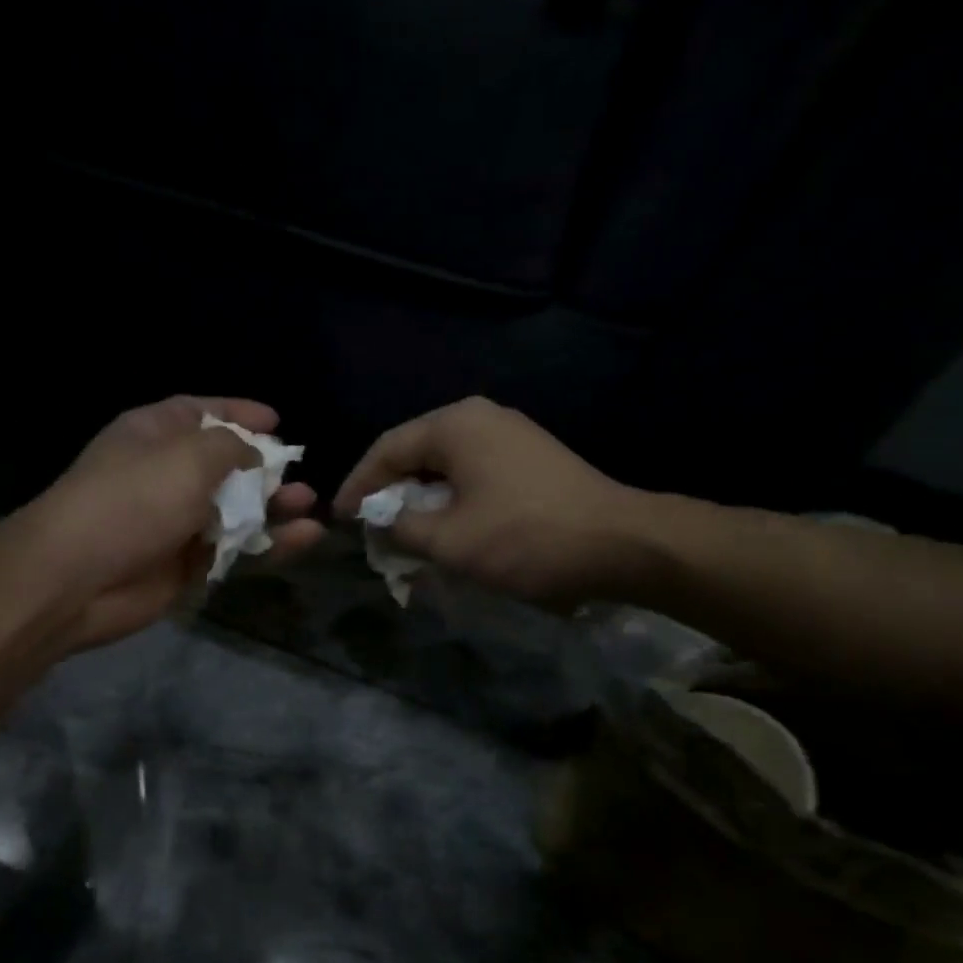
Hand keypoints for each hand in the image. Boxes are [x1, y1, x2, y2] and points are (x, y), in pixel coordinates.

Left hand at [22, 396, 322, 650]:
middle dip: (264, 468)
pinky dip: (268, 543)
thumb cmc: (133, 500)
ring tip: (309, 504)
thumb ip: (231, 448)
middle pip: (225, 464)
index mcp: (155, 434)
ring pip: (236, 510)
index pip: (201, 413)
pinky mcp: (187, 564)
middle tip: (299, 473)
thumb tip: (254, 457)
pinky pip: (236, 549)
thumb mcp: (188, 456)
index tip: (277, 422)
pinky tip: (303, 537)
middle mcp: (166, 474)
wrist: (79, 578)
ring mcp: (177, 521)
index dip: (239, 413)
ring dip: (273, 507)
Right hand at [334, 396, 660, 607]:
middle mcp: (481, 418)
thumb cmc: (525, 538)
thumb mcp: (449, 541)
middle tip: (370, 529)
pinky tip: (446, 530)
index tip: (339, 519)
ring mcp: (510, 435)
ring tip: (403, 535)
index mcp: (455, 425)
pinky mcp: (531, 459)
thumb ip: (400, 527)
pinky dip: (451, 502)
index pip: (386, 449)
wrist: (623, 544)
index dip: (357, 486)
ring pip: (445, 467)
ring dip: (421, 501)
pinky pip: (473, 475)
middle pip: (416, 453)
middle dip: (389, 494)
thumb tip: (379, 521)